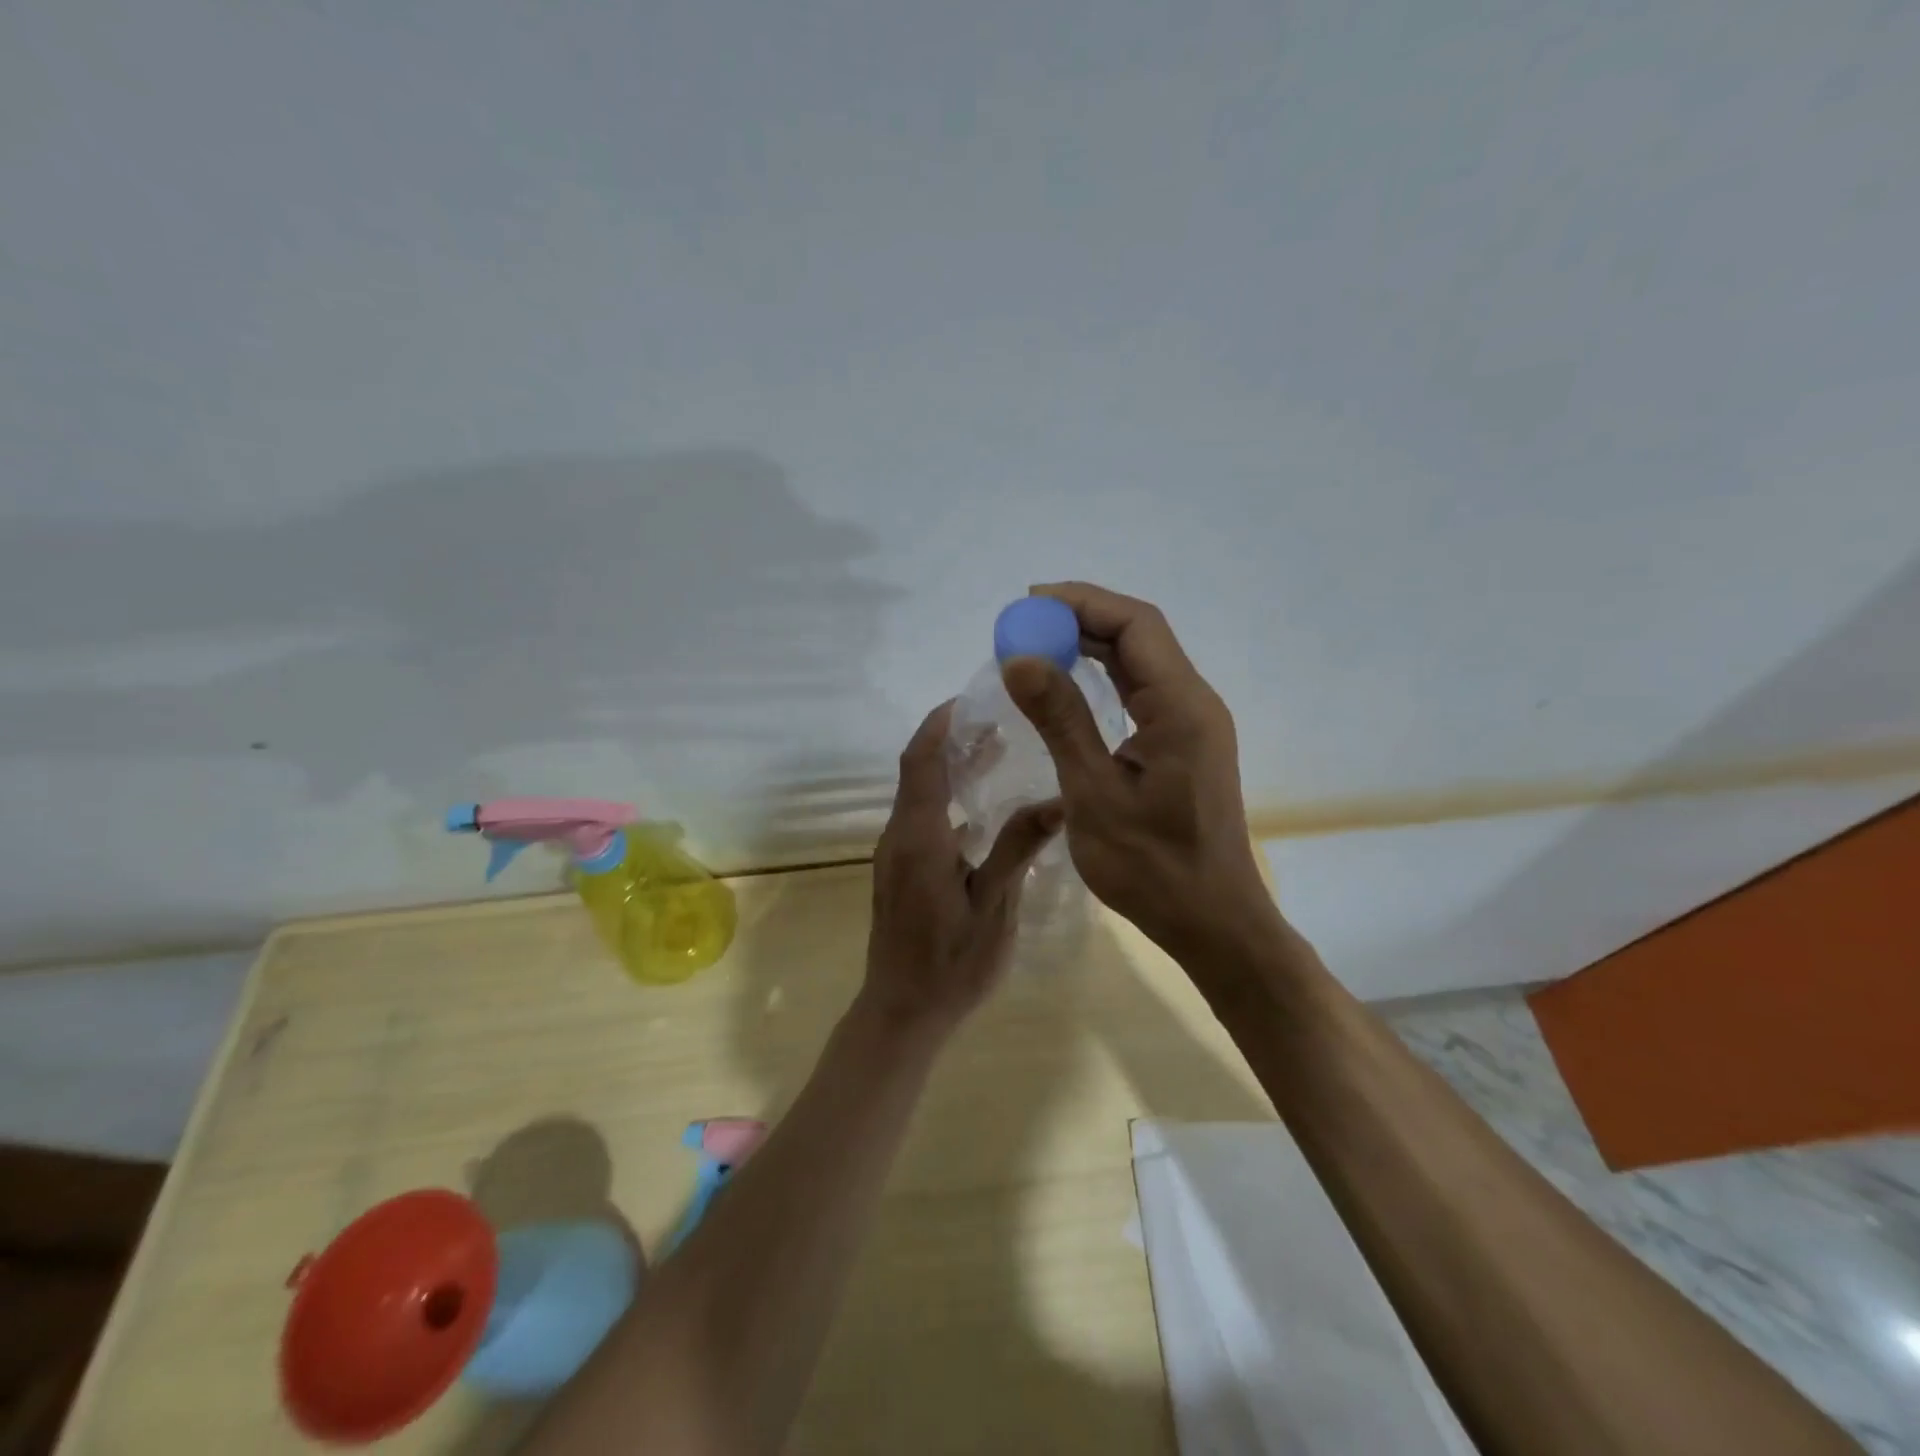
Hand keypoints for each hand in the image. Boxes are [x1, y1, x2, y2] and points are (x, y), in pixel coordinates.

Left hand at [861, 701, 1063, 1032]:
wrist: (902, 1011)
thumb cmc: (950, 963)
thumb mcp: (994, 906)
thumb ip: (1018, 848)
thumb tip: (1059, 799)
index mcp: (919, 837)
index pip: (921, 761)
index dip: (940, 724)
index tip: (970, 699)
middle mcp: (899, 837)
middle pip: (918, 771)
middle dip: (950, 740)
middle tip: (996, 720)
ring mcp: (896, 855)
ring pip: (918, 795)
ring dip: (950, 769)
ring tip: (996, 751)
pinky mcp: (900, 871)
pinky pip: (921, 819)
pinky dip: (947, 799)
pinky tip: (983, 809)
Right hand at [1002, 582, 1280, 963]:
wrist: (1211, 921)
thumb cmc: (1151, 866)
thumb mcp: (1093, 792)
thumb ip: (1060, 720)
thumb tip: (1019, 658)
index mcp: (1181, 707)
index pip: (1135, 625)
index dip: (1081, 603)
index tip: (1027, 606)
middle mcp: (1194, 702)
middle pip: (1140, 635)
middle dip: (1081, 619)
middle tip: (1023, 626)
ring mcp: (1192, 723)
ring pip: (1141, 661)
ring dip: (1091, 645)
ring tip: (1037, 646)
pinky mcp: (1183, 743)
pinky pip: (1142, 690)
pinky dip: (1103, 676)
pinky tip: (1069, 683)